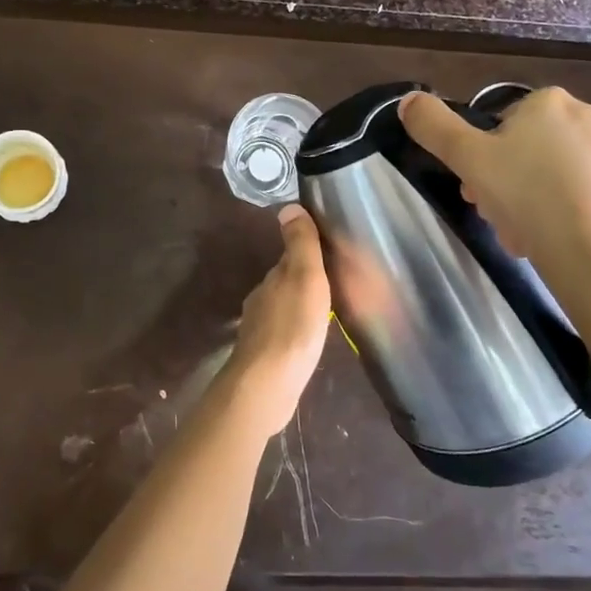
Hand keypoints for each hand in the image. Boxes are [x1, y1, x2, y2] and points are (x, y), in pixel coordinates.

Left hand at [224, 205, 332, 436]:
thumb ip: (300, 244)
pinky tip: (306, 343)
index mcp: (271, 280)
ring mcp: (259, 331)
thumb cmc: (292, 327)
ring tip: (322, 314)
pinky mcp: (263, 358)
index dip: (306, 255)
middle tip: (331, 286)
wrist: (266, 384)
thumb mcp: (304, 278)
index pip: (288, 259)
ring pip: (282, 310)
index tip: (326, 256)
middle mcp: (260, 301)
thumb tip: (288, 206)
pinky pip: (282, 337)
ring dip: (298, 309)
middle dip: (303, 283)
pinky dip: (294, 334)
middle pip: (284, 285)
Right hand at [398, 88, 590, 308]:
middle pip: (526, 149)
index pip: (499, 122)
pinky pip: (584, 197)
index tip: (473, 189)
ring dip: (531, 201)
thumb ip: (433, 126)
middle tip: (494, 214)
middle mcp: (590, 117)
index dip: (479, 156)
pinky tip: (554, 243)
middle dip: (504, 181)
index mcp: (549, 101)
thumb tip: (408, 100)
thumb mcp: (468, 159)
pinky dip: (564, 215)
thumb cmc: (530, 199)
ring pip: (553, 175)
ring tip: (523, 236)